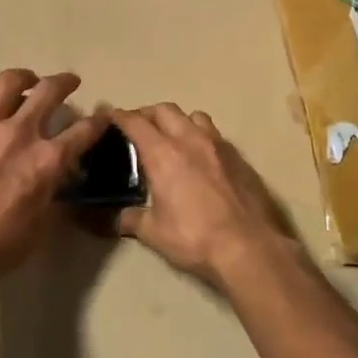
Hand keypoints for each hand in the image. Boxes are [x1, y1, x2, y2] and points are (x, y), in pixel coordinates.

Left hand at [0, 70, 109, 287]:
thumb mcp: (41, 226)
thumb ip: (54, 195)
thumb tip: (61, 180)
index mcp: (47, 160)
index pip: (84, 131)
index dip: (99, 121)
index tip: (102, 116)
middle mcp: (19, 133)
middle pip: (49, 90)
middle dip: (64, 82)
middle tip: (68, 83)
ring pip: (8, 82)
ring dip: (23, 78)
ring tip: (25, 81)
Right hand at [115, 104, 293, 286]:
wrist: (248, 248)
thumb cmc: (194, 237)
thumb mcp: (153, 233)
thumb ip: (131, 220)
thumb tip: (115, 219)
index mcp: (163, 154)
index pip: (135, 122)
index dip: (118, 116)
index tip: (108, 116)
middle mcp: (189, 140)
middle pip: (164, 110)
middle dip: (147, 114)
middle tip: (138, 129)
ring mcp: (218, 145)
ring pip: (193, 116)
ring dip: (178, 121)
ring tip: (172, 138)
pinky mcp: (238, 157)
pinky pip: (215, 134)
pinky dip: (201, 137)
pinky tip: (200, 158)